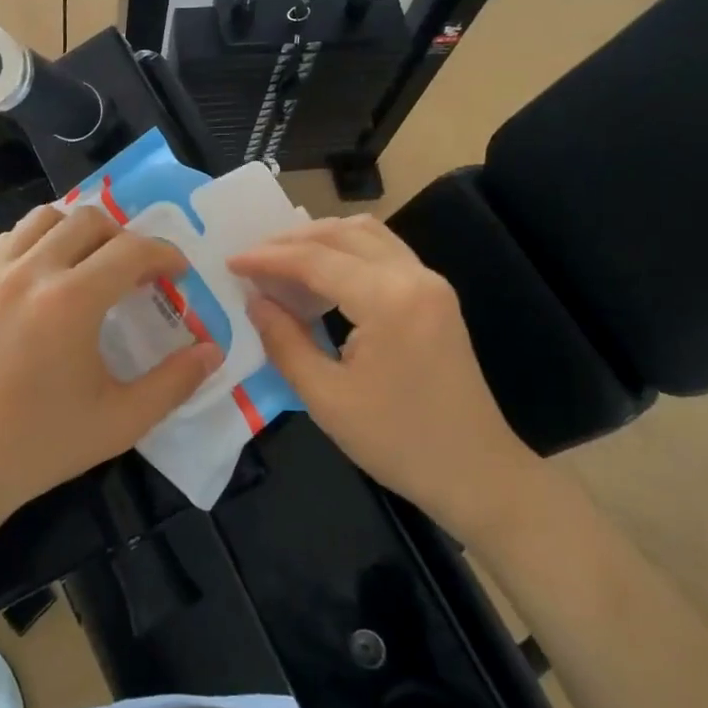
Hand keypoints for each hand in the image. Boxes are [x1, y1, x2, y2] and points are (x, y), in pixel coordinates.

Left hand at [0, 204, 221, 540]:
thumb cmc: (44, 446)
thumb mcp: (121, 421)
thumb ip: (175, 382)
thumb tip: (214, 351)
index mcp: (71, 302)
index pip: (130, 250)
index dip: (163, 254)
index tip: (176, 273)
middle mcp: (29, 273)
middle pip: (88, 220)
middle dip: (123, 237)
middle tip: (135, 271)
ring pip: (43, 218)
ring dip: (77, 231)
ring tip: (89, 264)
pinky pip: (8, 241)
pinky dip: (36, 244)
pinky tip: (44, 279)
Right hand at [229, 215, 540, 546]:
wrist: (477, 473)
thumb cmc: (398, 442)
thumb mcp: (326, 398)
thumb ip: (284, 341)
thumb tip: (255, 301)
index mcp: (388, 299)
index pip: (315, 259)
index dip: (268, 258)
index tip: (231, 263)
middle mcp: (413, 276)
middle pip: (341, 233)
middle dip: (291, 240)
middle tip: (252, 260)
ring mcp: (430, 282)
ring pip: (366, 234)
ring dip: (321, 239)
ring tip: (282, 262)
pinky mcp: (436, 295)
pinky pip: (384, 251)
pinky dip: (347, 251)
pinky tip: (322, 275)